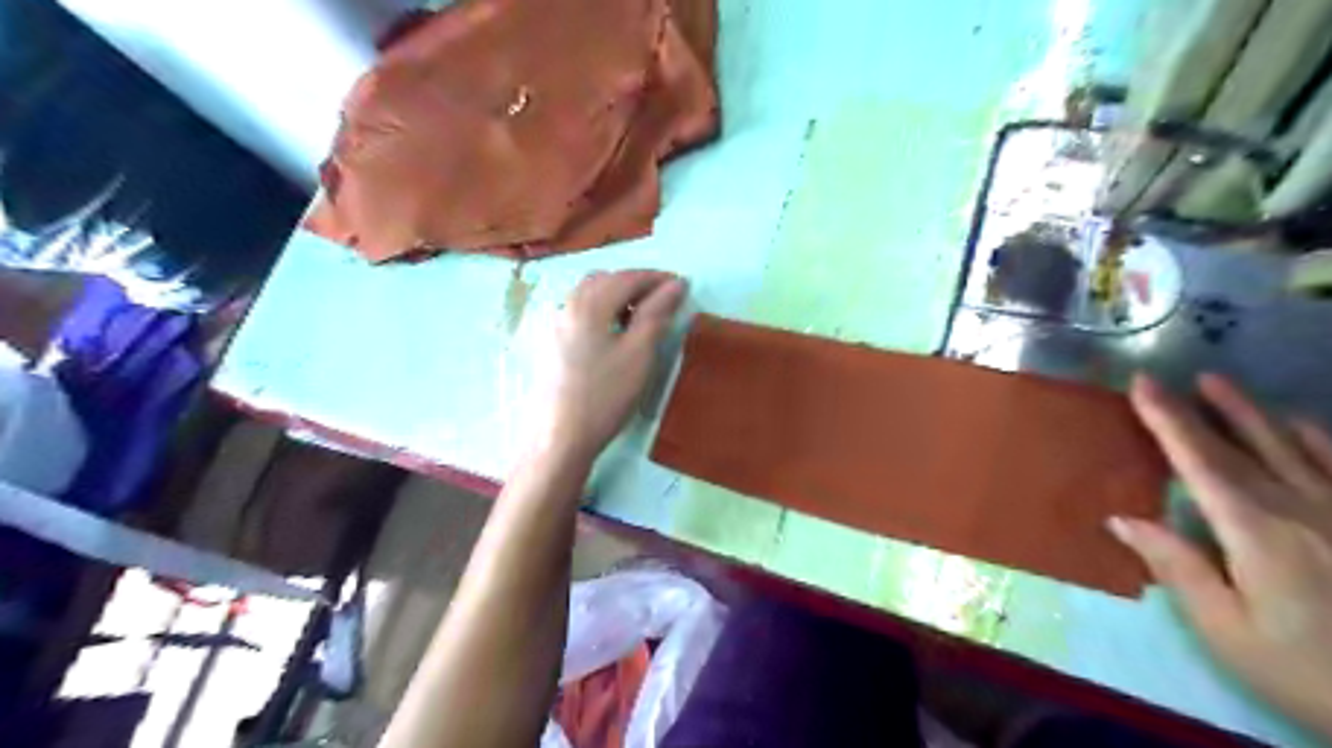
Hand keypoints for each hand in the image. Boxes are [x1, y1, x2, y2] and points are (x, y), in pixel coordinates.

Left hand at [536, 271, 685, 460]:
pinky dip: (602, 311)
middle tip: (663, 300)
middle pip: (605, 280)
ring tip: (641, 317)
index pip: (627, 277)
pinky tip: (614, 333)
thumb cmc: (605, 396)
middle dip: (636, 284)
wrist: (559, 438)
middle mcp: (566, 305)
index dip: (657, 278)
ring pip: (589, 295)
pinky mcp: (551, 344)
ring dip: (617, 296)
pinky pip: (579, 312)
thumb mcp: (639, 354)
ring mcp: (554, 325)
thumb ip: (656, 314)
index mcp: (588, 303)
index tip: (683, 285)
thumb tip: (676, 284)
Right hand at [1110, 374, 1330, 736]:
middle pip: (1243, 446)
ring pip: (1294, 445)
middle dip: (1201, 409)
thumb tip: (1122, 519)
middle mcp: (1302, 507)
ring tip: (1221, 384)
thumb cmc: (1309, 673)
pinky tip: (1300, 424)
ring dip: (1252, 412)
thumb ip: (1177, 567)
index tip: (1141, 386)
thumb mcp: (1228, 631)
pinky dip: (1316, 436)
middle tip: (1171, 377)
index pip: (1200, 463)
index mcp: (1257, 531)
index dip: (1167, 421)